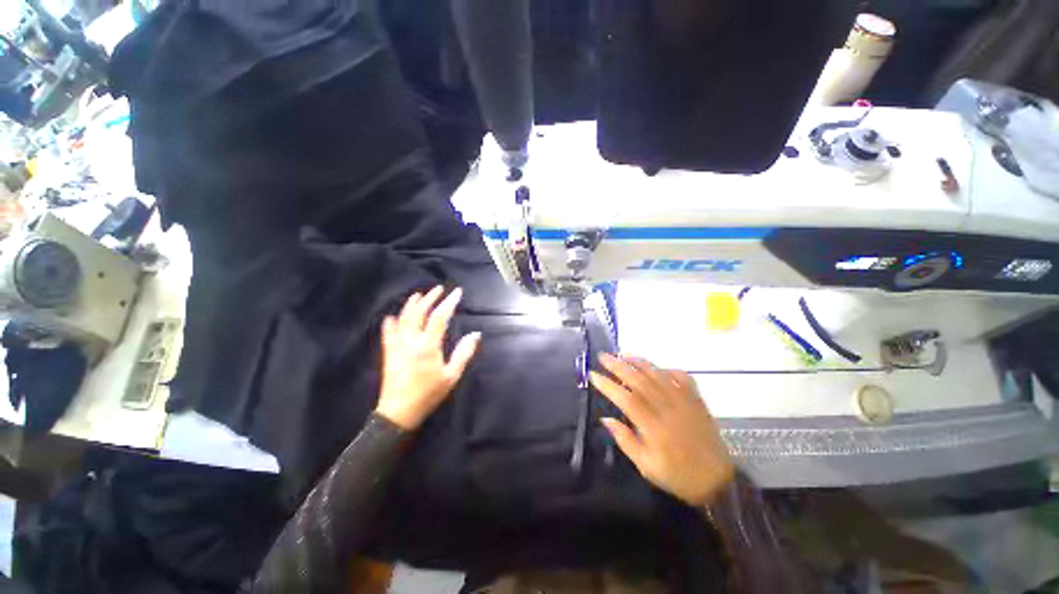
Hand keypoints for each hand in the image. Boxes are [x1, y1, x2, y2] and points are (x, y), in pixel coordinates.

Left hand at [376, 286, 480, 429]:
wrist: (399, 412)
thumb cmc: (429, 394)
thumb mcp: (452, 376)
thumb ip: (464, 353)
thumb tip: (475, 334)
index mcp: (428, 345)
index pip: (440, 317)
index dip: (449, 302)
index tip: (457, 292)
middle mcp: (411, 340)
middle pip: (419, 312)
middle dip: (430, 298)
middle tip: (439, 289)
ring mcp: (397, 345)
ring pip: (403, 318)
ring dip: (412, 304)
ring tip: (419, 294)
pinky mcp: (389, 352)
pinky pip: (388, 332)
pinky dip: (392, 322)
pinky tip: (393, 316)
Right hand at [590, 354, 733, 505]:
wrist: (718, 481)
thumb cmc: (678, 476)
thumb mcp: (647, 467)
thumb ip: (625, 441)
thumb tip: (606, 419)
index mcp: (654, 428)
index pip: (626, 399)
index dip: (608, 385)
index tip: (593, 375)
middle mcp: (668, 409)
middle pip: (640, 381)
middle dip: (618, 366)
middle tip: (603, 356)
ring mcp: (684, 401)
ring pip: (658, 374)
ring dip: (639, 362)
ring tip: (622, 354)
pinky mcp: (696, 400)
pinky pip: (682, 376)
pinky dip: (667, 368)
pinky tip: (656, 368)